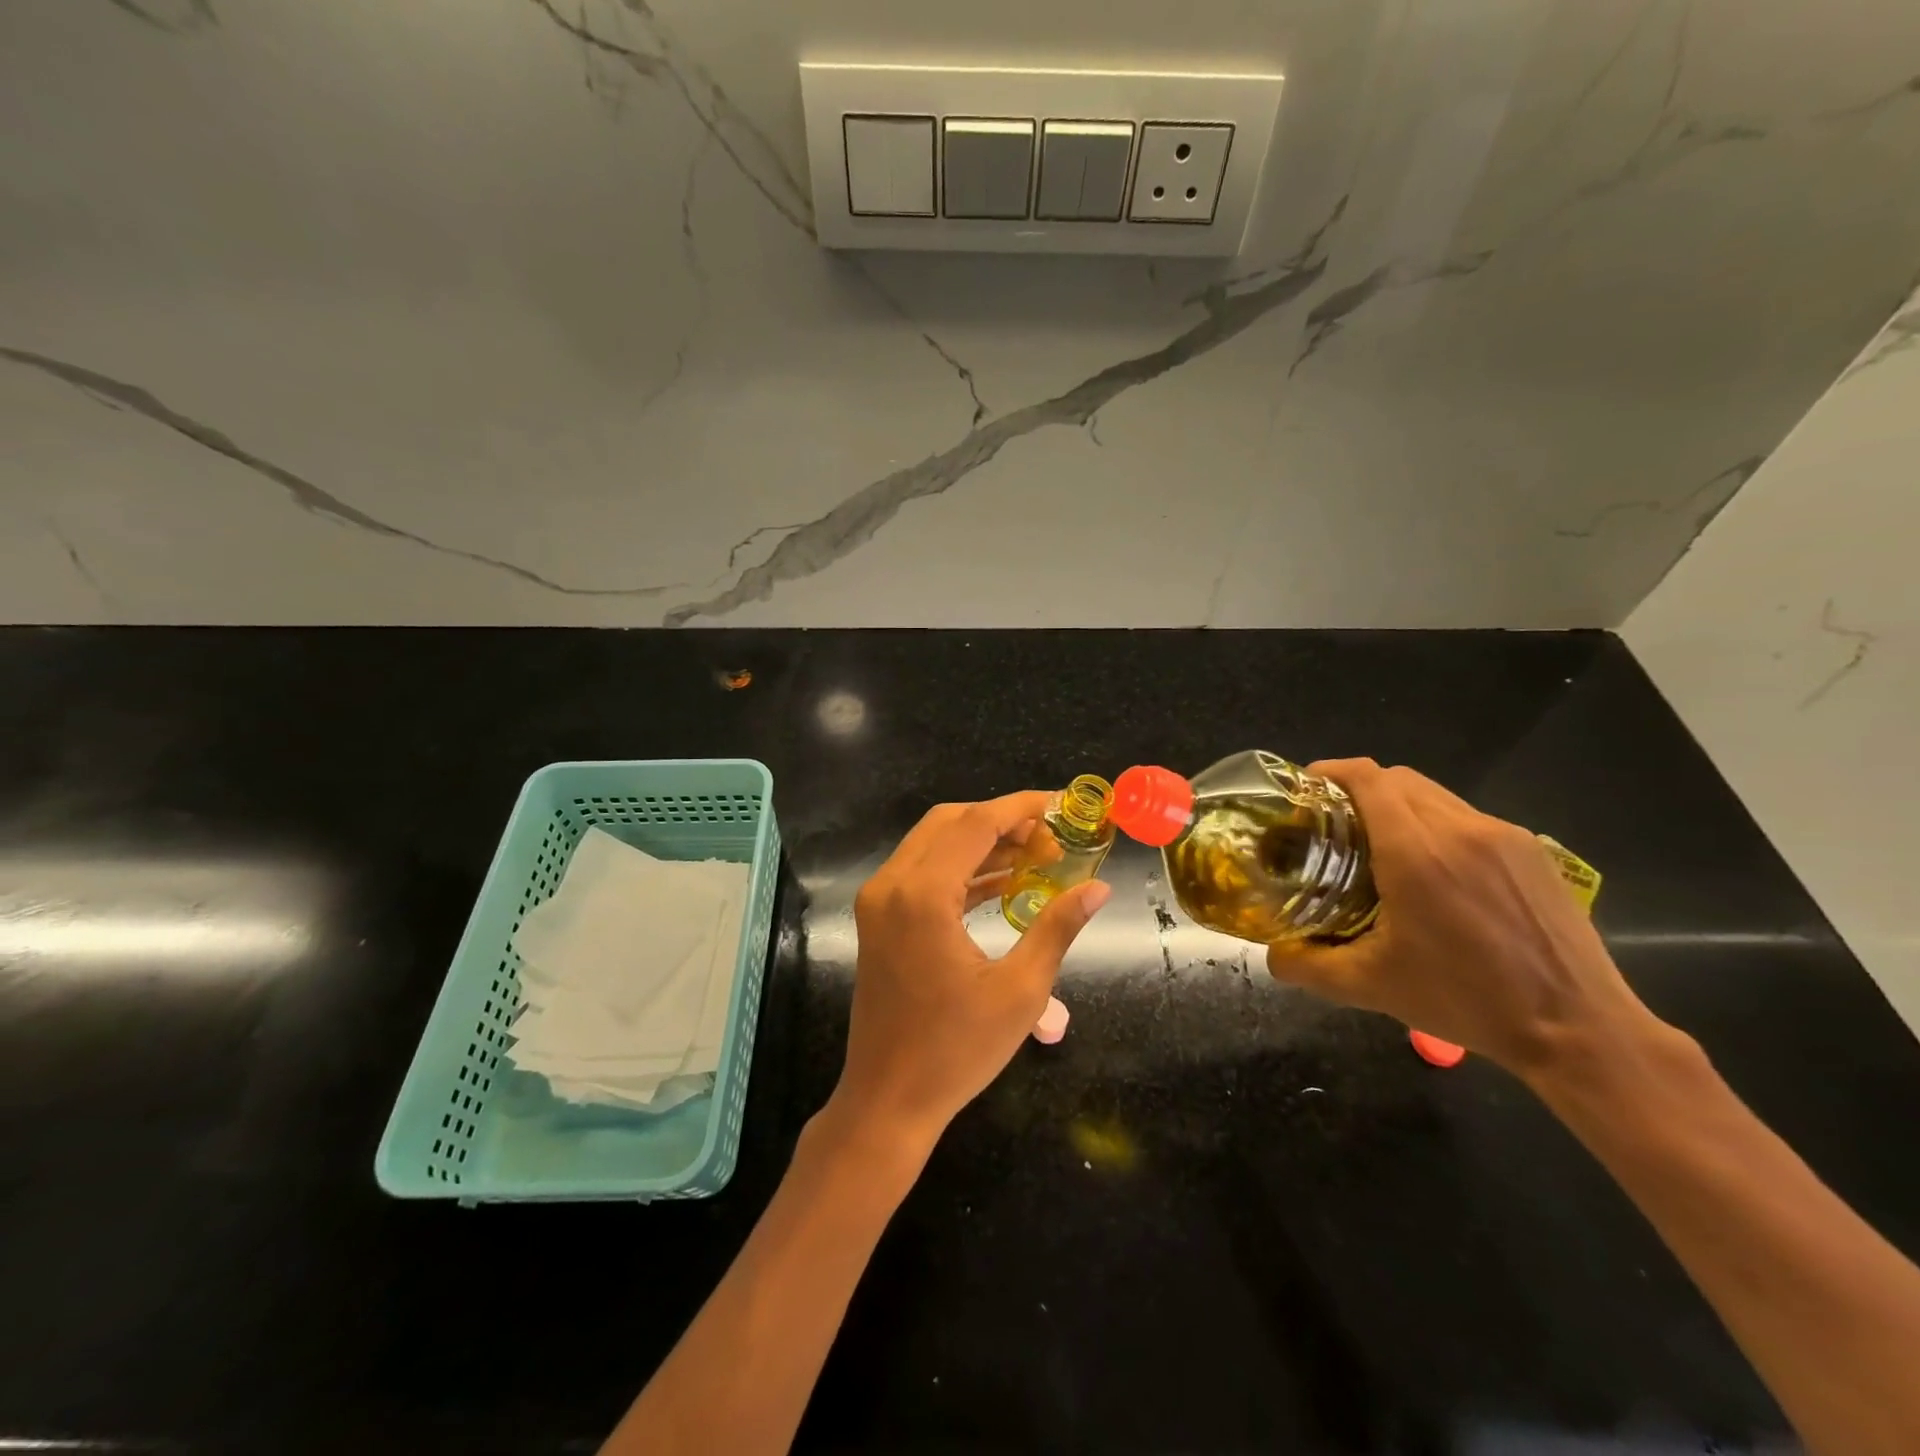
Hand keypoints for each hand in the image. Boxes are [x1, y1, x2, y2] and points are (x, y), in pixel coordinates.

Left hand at [830, 792, 1110, 1149]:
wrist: (887, 1100)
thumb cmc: (955, 1051)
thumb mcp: (1020, 991)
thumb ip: (1057, 928)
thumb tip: (1098, 888)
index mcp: (922, 895)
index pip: (976, 823)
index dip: (1022, 807)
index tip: (1062, 805)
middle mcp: (891, 884)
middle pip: (950, 822)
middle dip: (1003, 820)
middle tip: (1052, 837)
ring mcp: (879, 900)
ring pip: (934, 843)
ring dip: (982, 842)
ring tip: (1036, 856)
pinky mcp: (879, 918)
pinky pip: (923, 872)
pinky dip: (961, 868)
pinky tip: (1003, 882)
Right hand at [1266, 759, 1660, 1078]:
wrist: (1580, 1029)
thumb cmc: (1466, 1002)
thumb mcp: (1372, 987)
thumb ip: (1308, 966)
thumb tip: (1272, 954)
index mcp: (1416, 852)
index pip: (1368, 778)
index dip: (1331, 771)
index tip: (1305, 788)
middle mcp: (1460, 829)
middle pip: (1397, 779)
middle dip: (1359, 789)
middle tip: (1334, 823)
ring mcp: (1503, 836)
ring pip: (1435, 795)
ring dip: (1399, 806)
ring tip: (1380, 845)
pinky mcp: (1532, 851)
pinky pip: (1468, 818)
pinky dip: (1436, 825)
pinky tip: (1434, 871)